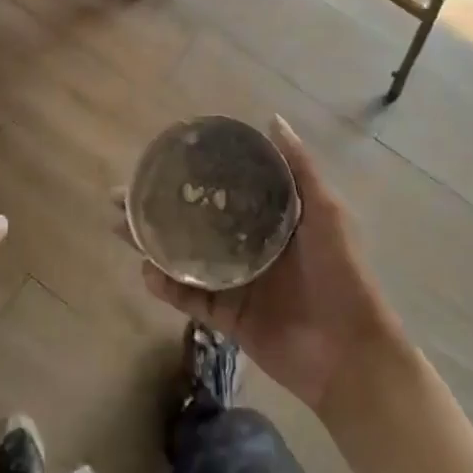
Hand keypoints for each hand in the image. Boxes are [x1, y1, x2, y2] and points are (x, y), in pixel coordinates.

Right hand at [141, 117, 398, 414]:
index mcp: (270, 219)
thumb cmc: (341, 275)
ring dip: (153, 244)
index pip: (224, 190)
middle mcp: (248, 246)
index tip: (159, 160)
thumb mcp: (326, 213)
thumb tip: (273, 119)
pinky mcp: (227, 317)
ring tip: (123, 228)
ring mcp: (235, 282)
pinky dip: (167, 287)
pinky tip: (147, 273)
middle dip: (158, 209)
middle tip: (122, 196)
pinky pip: (190, 298)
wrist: (350, 353)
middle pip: (194, 222)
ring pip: (185, 257)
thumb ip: (299, 169)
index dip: (192, 176)